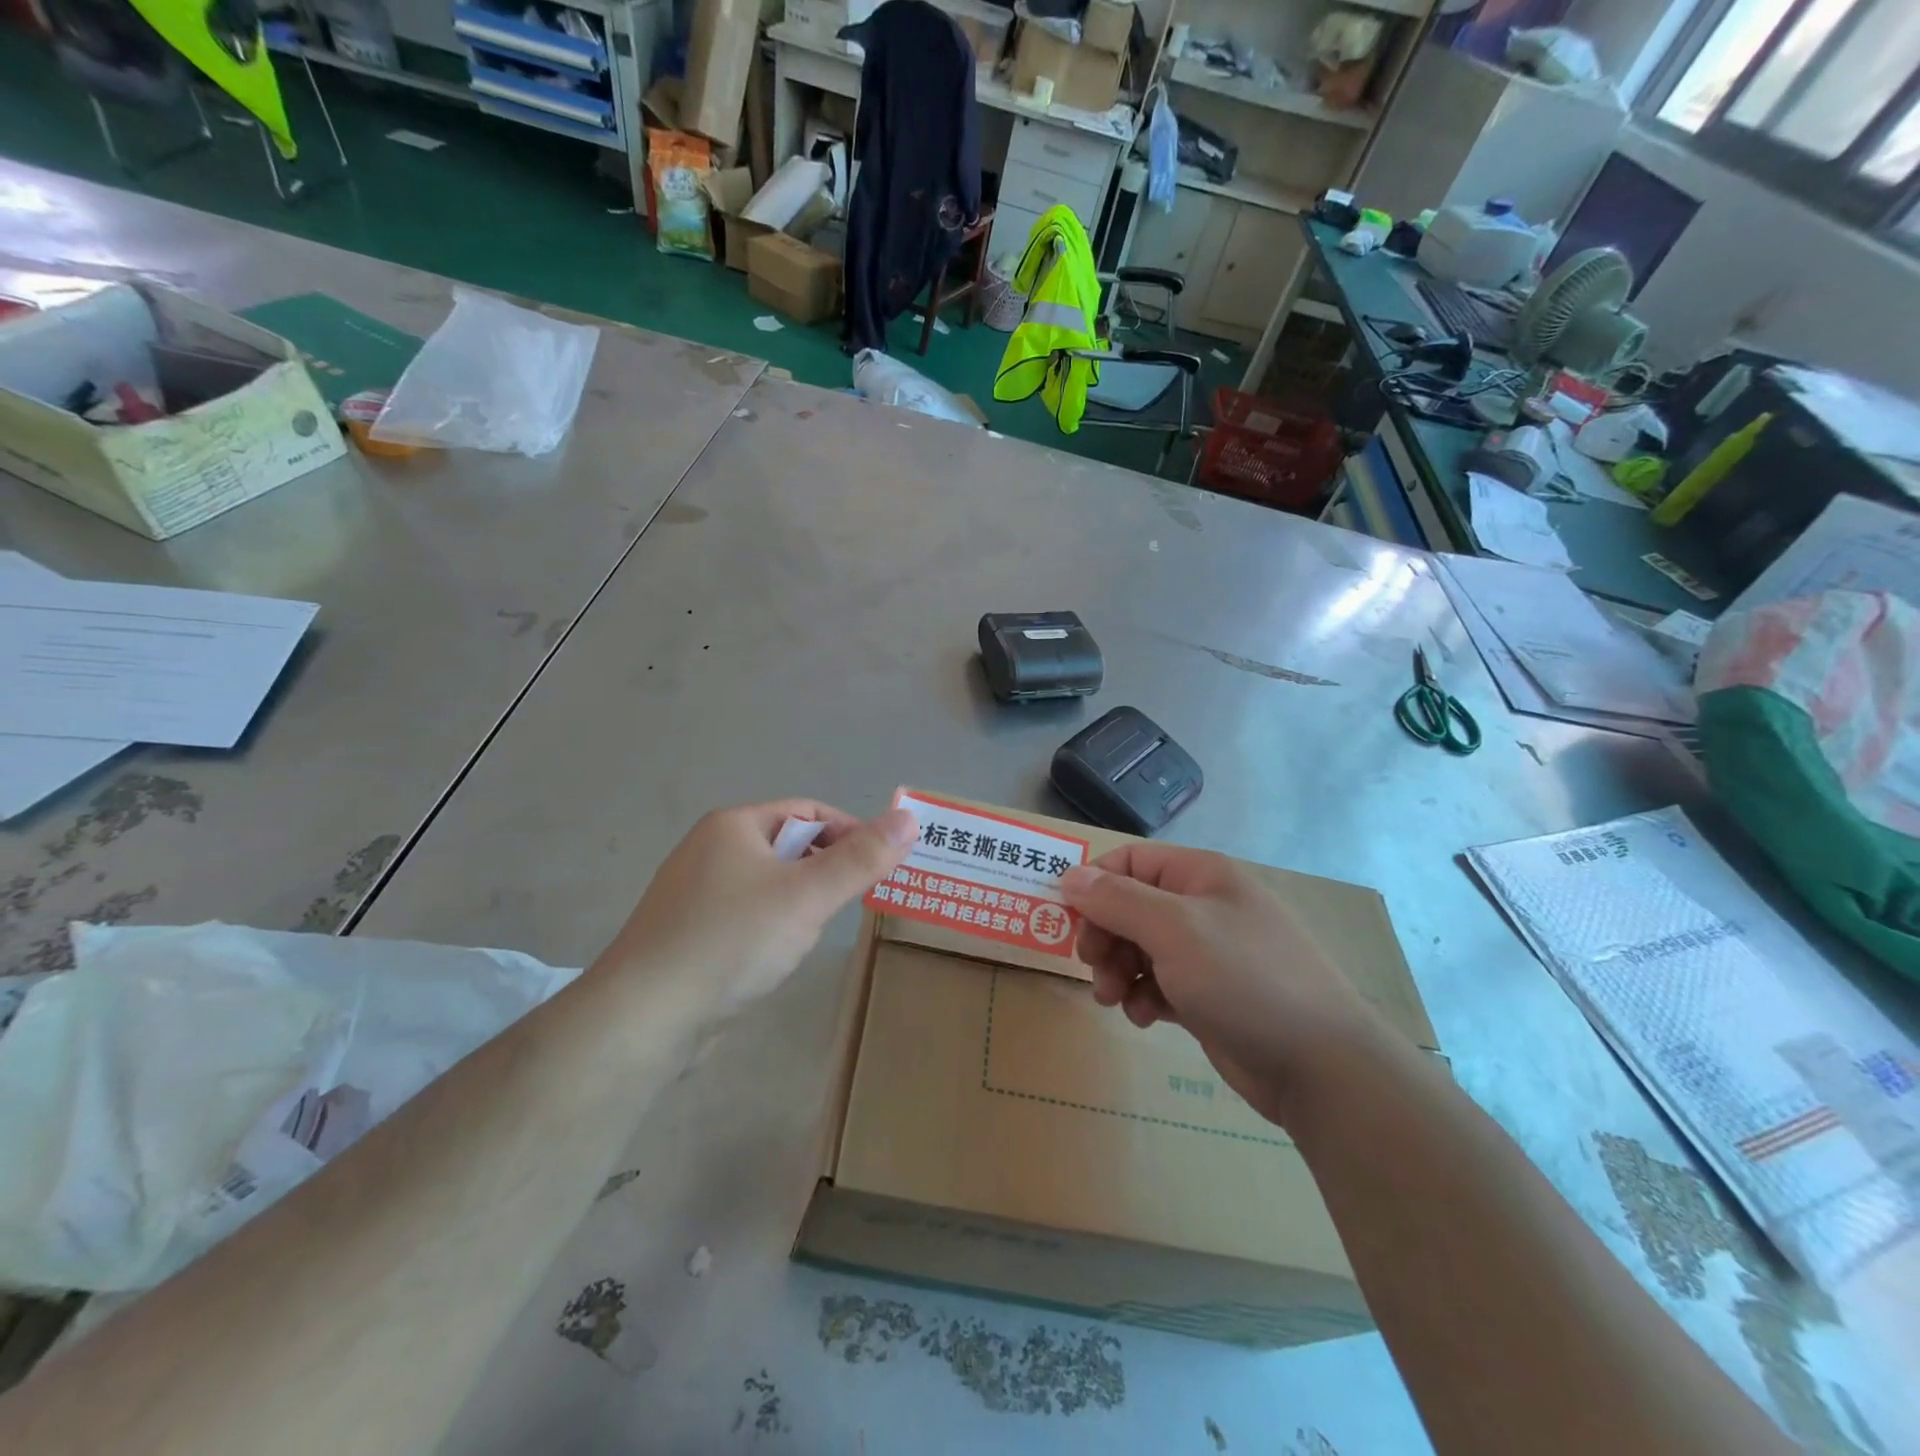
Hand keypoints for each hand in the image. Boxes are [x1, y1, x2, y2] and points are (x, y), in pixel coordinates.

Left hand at [600, 799, 916, 1012]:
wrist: (644, 1018)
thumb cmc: (732, 941)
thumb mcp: (808, 896)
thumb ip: (862, 858)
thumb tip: (909, 817)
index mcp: (734, 825)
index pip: (809, 811)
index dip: (851, 832)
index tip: (881, 866)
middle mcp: (710, 849)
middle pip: (788, 844)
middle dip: (827, 867)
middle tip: (857, 901)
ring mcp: (694, 892)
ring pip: (768, 882)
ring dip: (801, 898)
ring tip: (820, 929)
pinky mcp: (687, 933)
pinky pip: (745, 913)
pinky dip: (771, 923)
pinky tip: (777, 955)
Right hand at [1060, 844, 1392, 1125]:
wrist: (1320, 1067)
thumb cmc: (1244, 980)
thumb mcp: (1174, 930)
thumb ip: (1117, 899)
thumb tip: (1070, 875)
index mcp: (1201, 875)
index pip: (1130, 861)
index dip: (1095, 884)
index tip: (1069, 919)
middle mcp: (1203, 906)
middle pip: (1130, 905)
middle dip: (1104, 935)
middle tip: (1092, 965)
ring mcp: (1208, 953)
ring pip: (1140, 947)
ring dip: (1117, 970)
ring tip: (1113, 999)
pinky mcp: (1209, 995)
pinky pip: (1158, 983)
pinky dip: (1143, 996)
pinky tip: (1143, 1018)